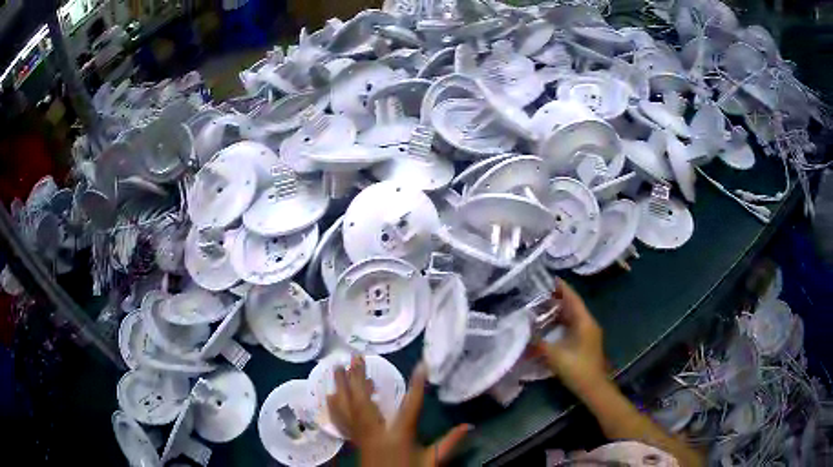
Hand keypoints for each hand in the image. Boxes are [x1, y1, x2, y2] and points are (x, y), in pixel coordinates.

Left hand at [326, 355, 470, 466]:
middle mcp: (376, 433)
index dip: (417, 385)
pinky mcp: (354, 440)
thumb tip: (469, 425)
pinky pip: (340, 421)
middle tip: (356, 356)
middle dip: (357, 378)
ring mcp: (361, 436)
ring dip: (342, 386)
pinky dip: (334, 406)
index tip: (421, 365)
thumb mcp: (433, 461)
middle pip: (363, 402)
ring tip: (337, 366)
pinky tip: (329, 394)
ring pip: (347, 408)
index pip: (410, 407)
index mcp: (399, 436)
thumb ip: (450, 443)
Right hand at [533, 279, 607, 392]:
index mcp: (584, 322)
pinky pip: (572, 327)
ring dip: (558, 312)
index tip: (549, 278)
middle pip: (572, 306)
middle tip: (538, 293)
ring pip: (572, 317)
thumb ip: (538, 343)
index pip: (573, 299)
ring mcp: (588, 334)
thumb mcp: (554, 355)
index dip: (562, 288)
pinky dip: (560, 323)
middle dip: (557, 299)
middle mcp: (588, 324)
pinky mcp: (585, 343)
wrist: (593, 388)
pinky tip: (548, 326)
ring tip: (540, 307)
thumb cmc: (577, 368)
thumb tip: (523, 332)